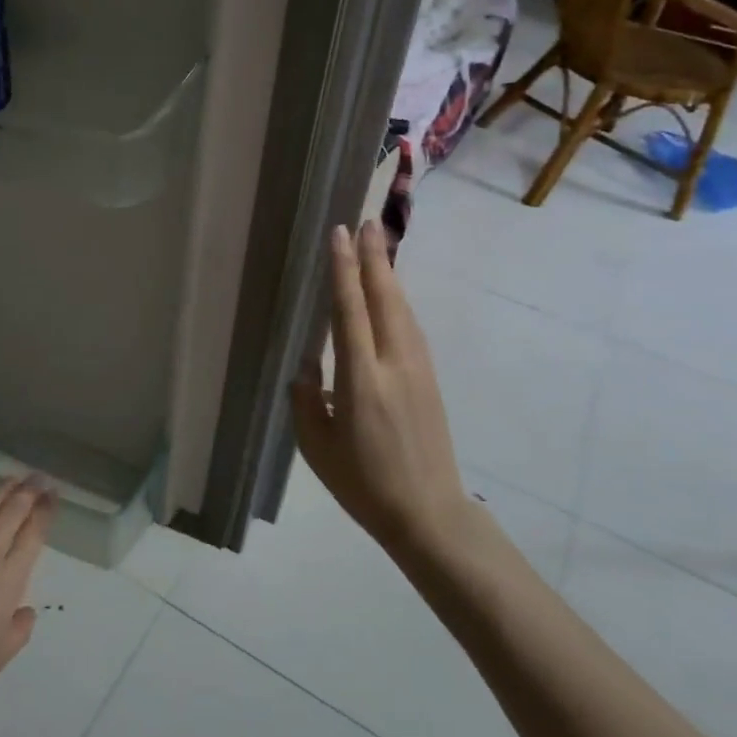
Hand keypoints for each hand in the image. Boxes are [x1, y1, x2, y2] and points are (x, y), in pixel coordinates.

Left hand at [0, 476, 55, 736]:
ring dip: (2, 489)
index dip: (46, 511)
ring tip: (14, 477)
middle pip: (12, 512)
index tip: (54, 494)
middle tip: (39, 477)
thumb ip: (19, 629)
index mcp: (9, 579)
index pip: (34, 534)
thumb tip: (25, 609)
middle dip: (30, 491)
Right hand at [291, 221, 471, 557]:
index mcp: (361, 382)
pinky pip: (411, 328)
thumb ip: (305, 401)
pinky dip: (399, 301)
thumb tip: (307, 364)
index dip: (343, 271)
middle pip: (384, 299)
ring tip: (379, 245)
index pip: (350, 312)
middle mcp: (393, 366)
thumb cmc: (363, 485)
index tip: (340, 235)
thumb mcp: (316, 448)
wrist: (429, 514)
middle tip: (367, 222)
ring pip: (402, 310)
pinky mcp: (430, 379)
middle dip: (374, 258)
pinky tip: (393, 293)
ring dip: (389, 274)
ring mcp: (418, 370)